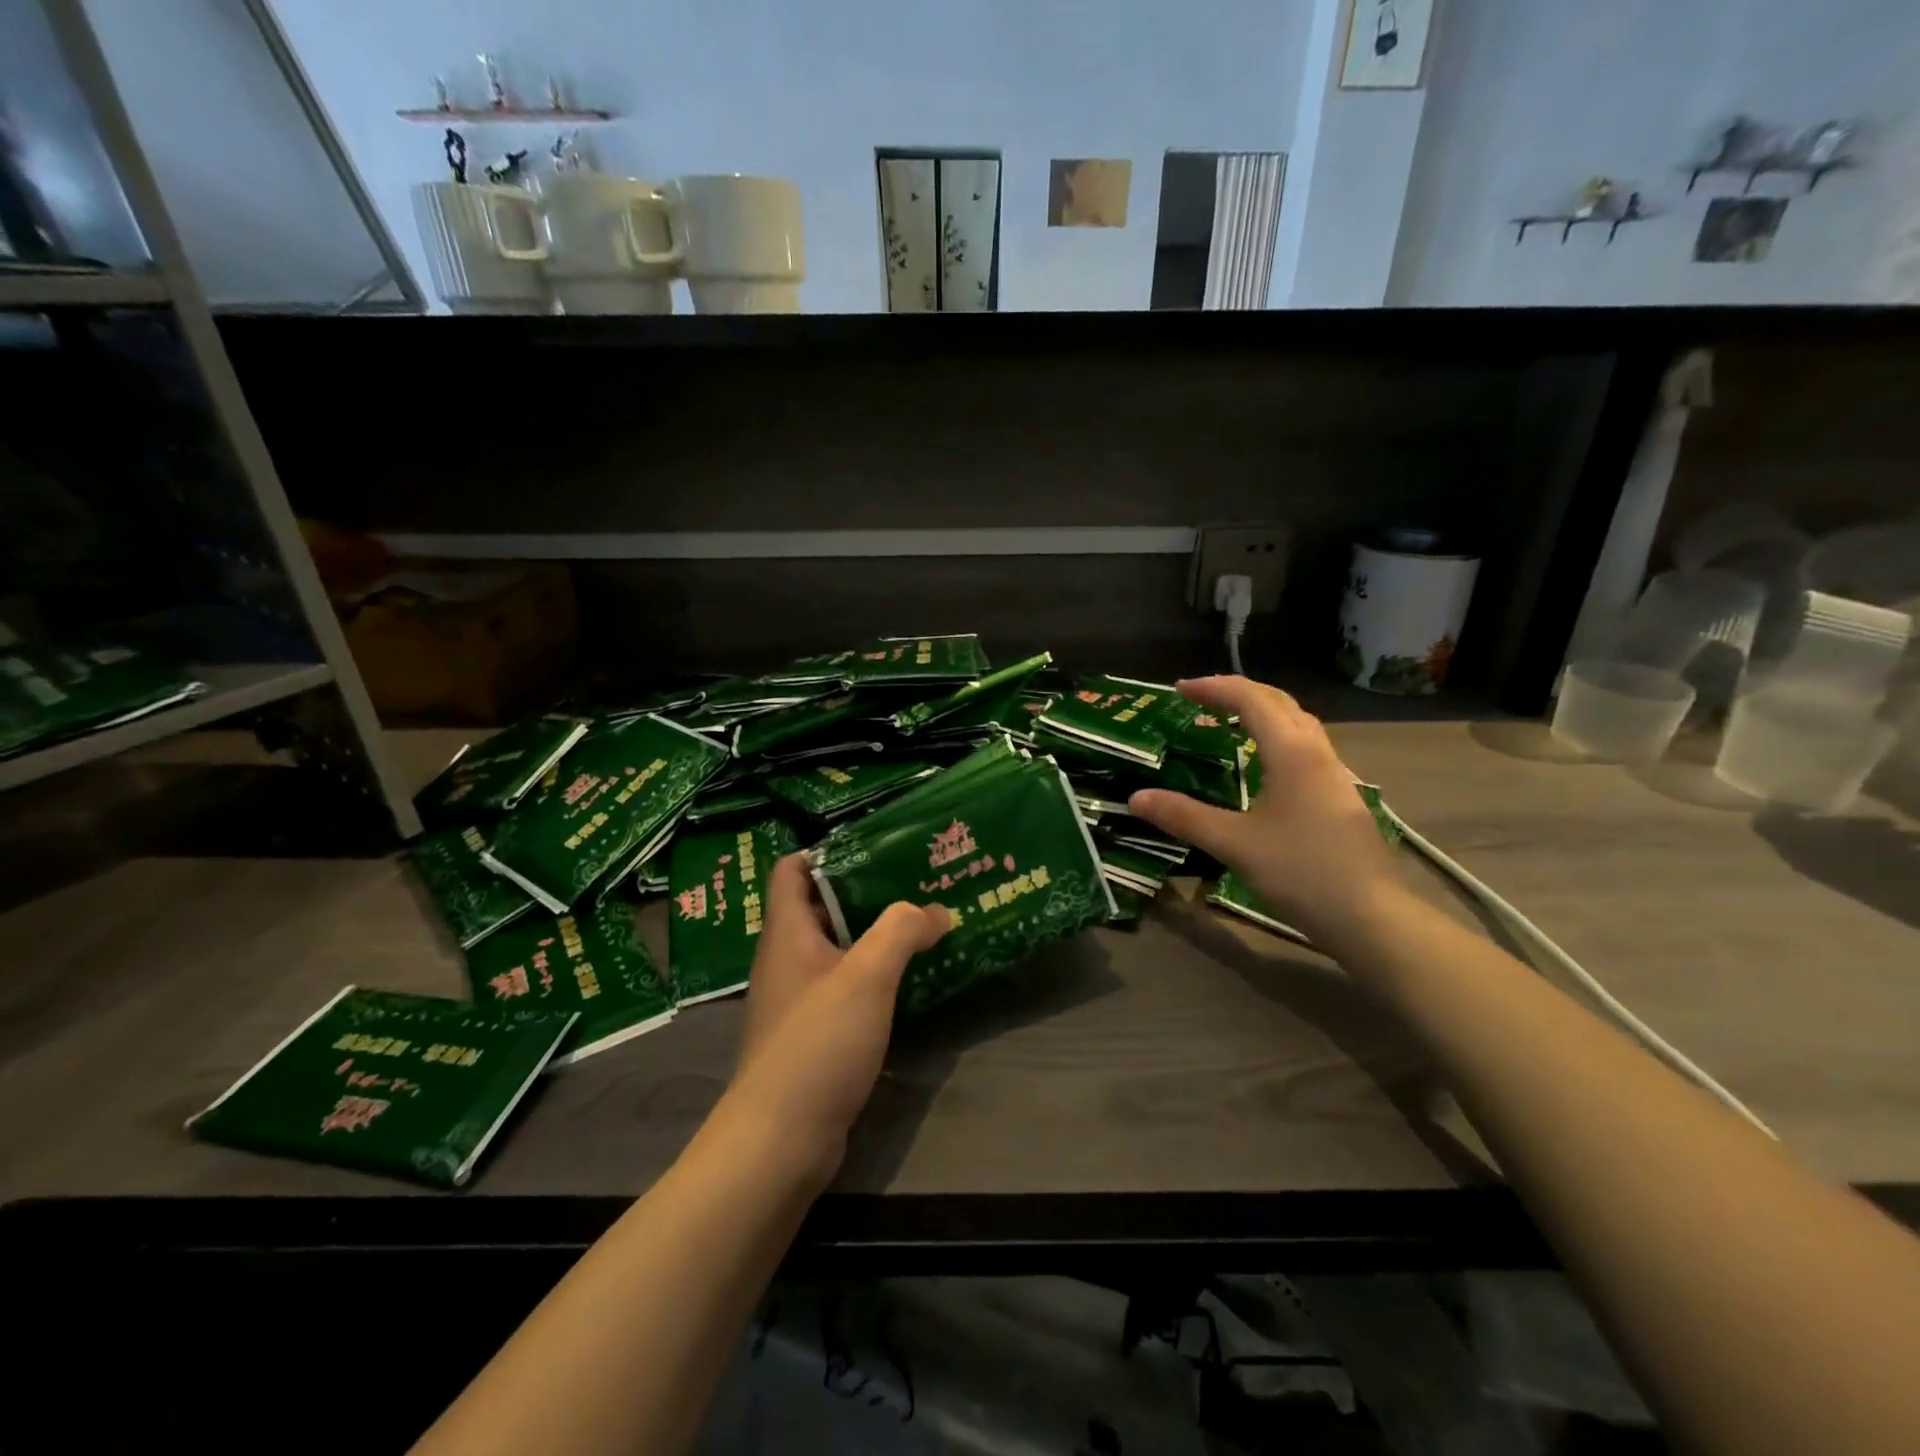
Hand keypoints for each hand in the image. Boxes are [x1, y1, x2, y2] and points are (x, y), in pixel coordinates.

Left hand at [726, 853, 948, 1182]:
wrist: (779, 1140)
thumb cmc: (816, 1043)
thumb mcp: (865, 977)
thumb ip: (900, 932)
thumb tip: (934, 910)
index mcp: (787, 932)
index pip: (793, 868)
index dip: (828, 850)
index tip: (877, 847)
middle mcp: (786, 958)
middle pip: (821, 905)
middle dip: (867, 891)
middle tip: (917, 882)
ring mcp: (797, 997)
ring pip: (837, 948)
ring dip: (875, 935)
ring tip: (924, 924)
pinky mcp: (812, 1032)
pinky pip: (844, 986)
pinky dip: (873, 975)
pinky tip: (909, 980)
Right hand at [1128, 676, 1402, 950]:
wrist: (1371, 915)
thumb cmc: (1301, 872)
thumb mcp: (1234, 843)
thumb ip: (1184, 817)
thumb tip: (1136, 797)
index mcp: (1291, 752)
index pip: (1251, 700)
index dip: (1213, 688)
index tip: (1179, 689)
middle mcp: (1317, 752)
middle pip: (1279, 702)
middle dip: (1239, 691)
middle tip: (1201, 698)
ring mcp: (1334, 774)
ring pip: (1298, 723)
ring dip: (1262, 711)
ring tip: (1229, 721)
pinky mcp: (1340, 796)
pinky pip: (1305, 746)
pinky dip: (1277, 736)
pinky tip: (1264, 764)